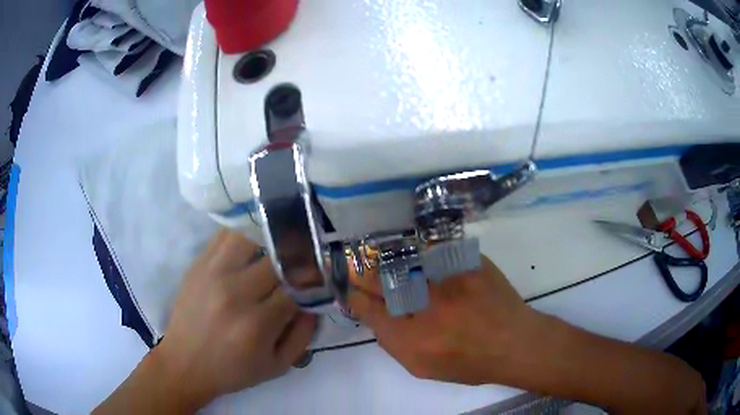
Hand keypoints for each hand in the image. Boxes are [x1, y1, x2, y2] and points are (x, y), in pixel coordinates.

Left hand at [156, 229, 317, 406]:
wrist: (185, 363)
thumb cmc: (233, 370)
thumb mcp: (278, 366)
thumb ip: (304, 335)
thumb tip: (316, 300)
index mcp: (258, 324)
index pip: (297, 286)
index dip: (314, 277)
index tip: (323, 274)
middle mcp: (235, 293)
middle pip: (278, 258)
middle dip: (297, 257)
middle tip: (306, 258)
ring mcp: (213, 273)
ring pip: (251, 237)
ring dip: (271, 239)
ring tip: (279, 245)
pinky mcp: (198, 264)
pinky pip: (226, 235)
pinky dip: (245, 233)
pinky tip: (254, 239)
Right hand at [348, 255, 536, 384]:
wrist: (513, 342)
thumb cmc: (468, 363)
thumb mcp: (423, 367)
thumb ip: (393, 343)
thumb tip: (377, 317)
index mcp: (409, 336)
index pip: (366, 307)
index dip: (354, 296)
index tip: (352, 291)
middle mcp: (424, 303)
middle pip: (378, 278)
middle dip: (362, 273)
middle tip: (359, 269)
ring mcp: (446, 277)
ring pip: (401, 259)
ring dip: (387, 262)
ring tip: (384, 262)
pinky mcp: (466, 260)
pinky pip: (432, 249)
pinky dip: (419, 253)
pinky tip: (419, 258)